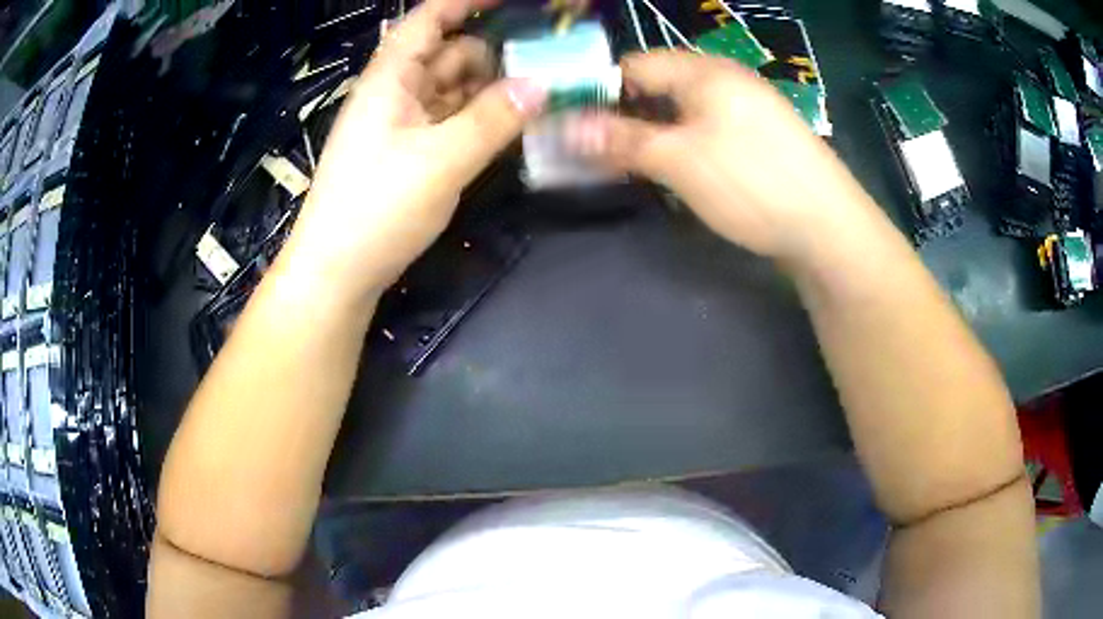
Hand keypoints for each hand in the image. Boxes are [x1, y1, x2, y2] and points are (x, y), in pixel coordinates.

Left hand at [278, 0, 545, 301]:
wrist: (336, 274)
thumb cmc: (376, 209)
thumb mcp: (440, 160)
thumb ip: (493, 119)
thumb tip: (542, 85)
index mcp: (391, 79)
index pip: (428, 20)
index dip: (466, 2)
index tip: (511, 1)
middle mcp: (395, 94)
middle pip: (448, 54)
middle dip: (494, 53)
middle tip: (548, 65)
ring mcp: (401, 125)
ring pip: (452, 89)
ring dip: (490, 89)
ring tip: (539, 96)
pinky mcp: (408, 154)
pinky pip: (449, 120)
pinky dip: (478, 118)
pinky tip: (510, 126)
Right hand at [567, 51, 877, 263]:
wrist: (829, 228)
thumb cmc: (752, 183)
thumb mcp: (679, 159)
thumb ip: (622, 139)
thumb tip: (565, 126)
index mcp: (704, 72)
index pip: (634, 65)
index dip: (598, 90)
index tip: (571, 123)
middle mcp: (725, 82)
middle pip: (657, 88)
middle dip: (622, 116)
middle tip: (594, 151)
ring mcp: (745, 111)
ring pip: (681, 113)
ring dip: (650, 134)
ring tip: (626, 166)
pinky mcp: (757, 140)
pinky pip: (705, 132)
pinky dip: (680, 146)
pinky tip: (673, 171)